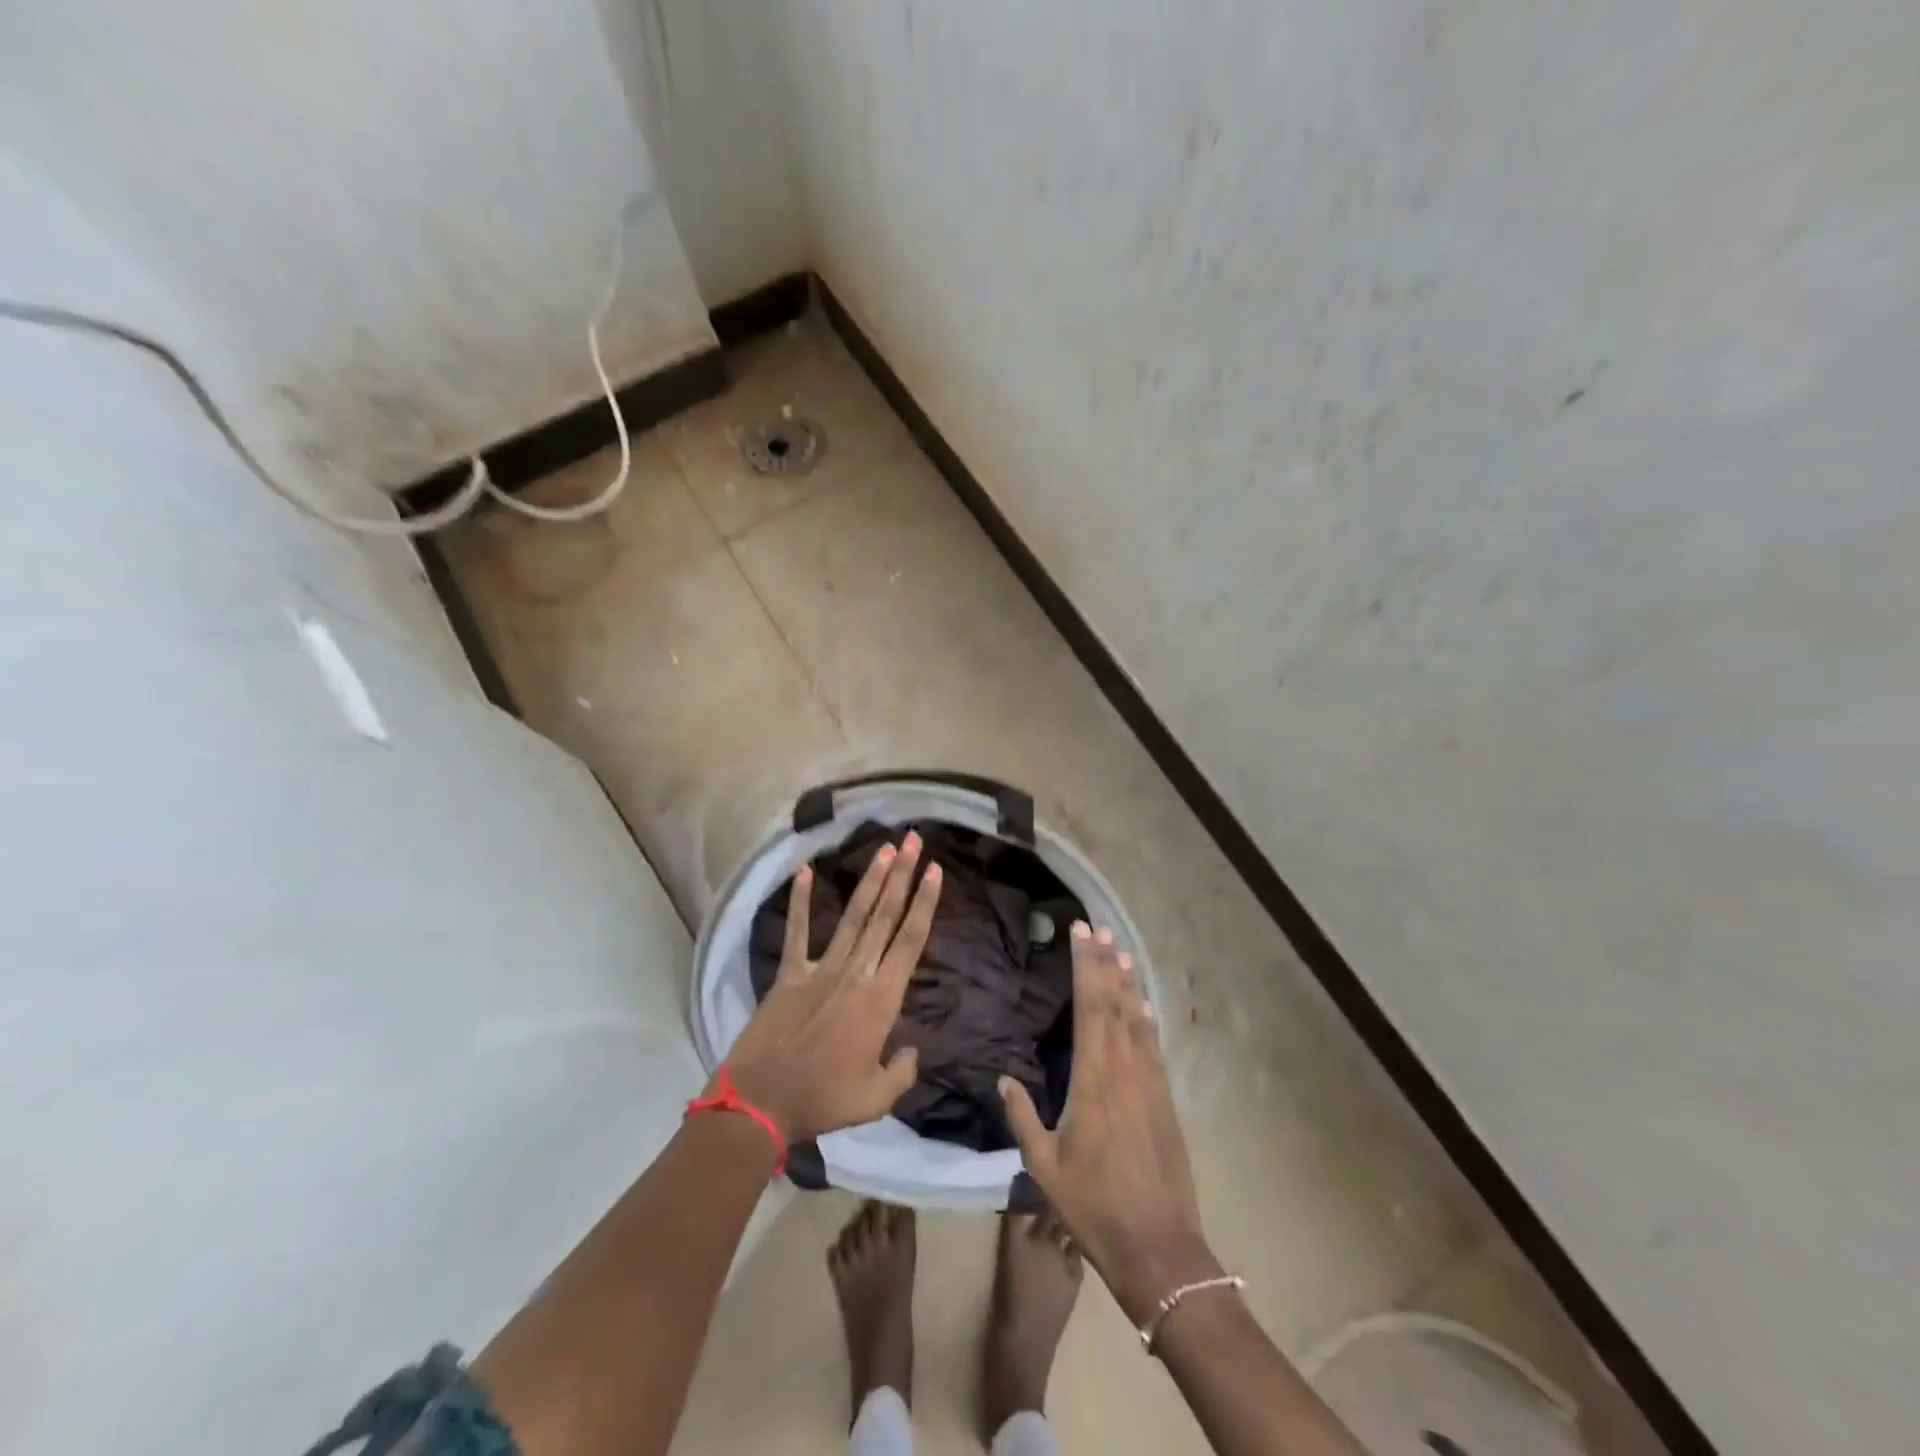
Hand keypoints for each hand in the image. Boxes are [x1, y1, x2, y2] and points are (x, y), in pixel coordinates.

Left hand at [721, 831, 942, 1143]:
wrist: (760, 1102)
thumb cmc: (823, 1100)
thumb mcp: (876, 1099)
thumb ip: (903, 1071)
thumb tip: (915, 1050)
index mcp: (881, 1000)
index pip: (910, 941)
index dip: (924, 903)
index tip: (935, 870)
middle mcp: (855, 974)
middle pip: (884, 916)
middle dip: (902, 875)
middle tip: (912, 840)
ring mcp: (820, 969)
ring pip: (852, 917)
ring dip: (870, 880)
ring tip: (883, 848)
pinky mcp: (789, 974)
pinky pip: (797, 932)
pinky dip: (801, 901)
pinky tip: (806, 871)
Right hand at [999, 923, 1221, 1324]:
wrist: (1158, 1246)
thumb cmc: (1093, 1205)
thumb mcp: (1043, 1167)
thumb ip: (1022, 1116)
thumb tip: (1004, 1078)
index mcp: (1093, 1078)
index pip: (1090, 1005)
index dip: (1085, 965)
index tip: (1080, 932)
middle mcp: (1125, 1068)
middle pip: (1115, 1002)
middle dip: (1105, 961)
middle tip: (1098, 928)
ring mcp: (1150, 1082)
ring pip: (1138, 1018)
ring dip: (1128, 981)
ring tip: (1120, 949)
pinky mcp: (1165, 1098)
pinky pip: (1154, 1044)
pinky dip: (1146, 1017)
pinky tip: (1143, 1004)